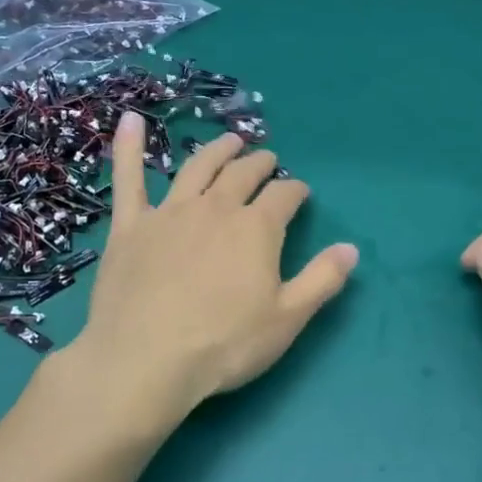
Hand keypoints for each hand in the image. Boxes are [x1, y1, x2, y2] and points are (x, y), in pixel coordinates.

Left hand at [72, 112, 358, 422]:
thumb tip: (351, 248)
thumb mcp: (287, 318)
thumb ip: (322, 279)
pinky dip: (129, 147)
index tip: (300, 192)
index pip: (284, 196)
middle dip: (259, 164)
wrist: (145, 361)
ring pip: (197, 168)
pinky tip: (131, 121)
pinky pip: (129, 178)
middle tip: (267, 160)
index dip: (295, 190)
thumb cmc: (224, 344)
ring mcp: (169, 213)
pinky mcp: (130, 227)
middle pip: (242, 175)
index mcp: (256, 229)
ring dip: (217, 150)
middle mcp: (215, 208)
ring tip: (230, 141)